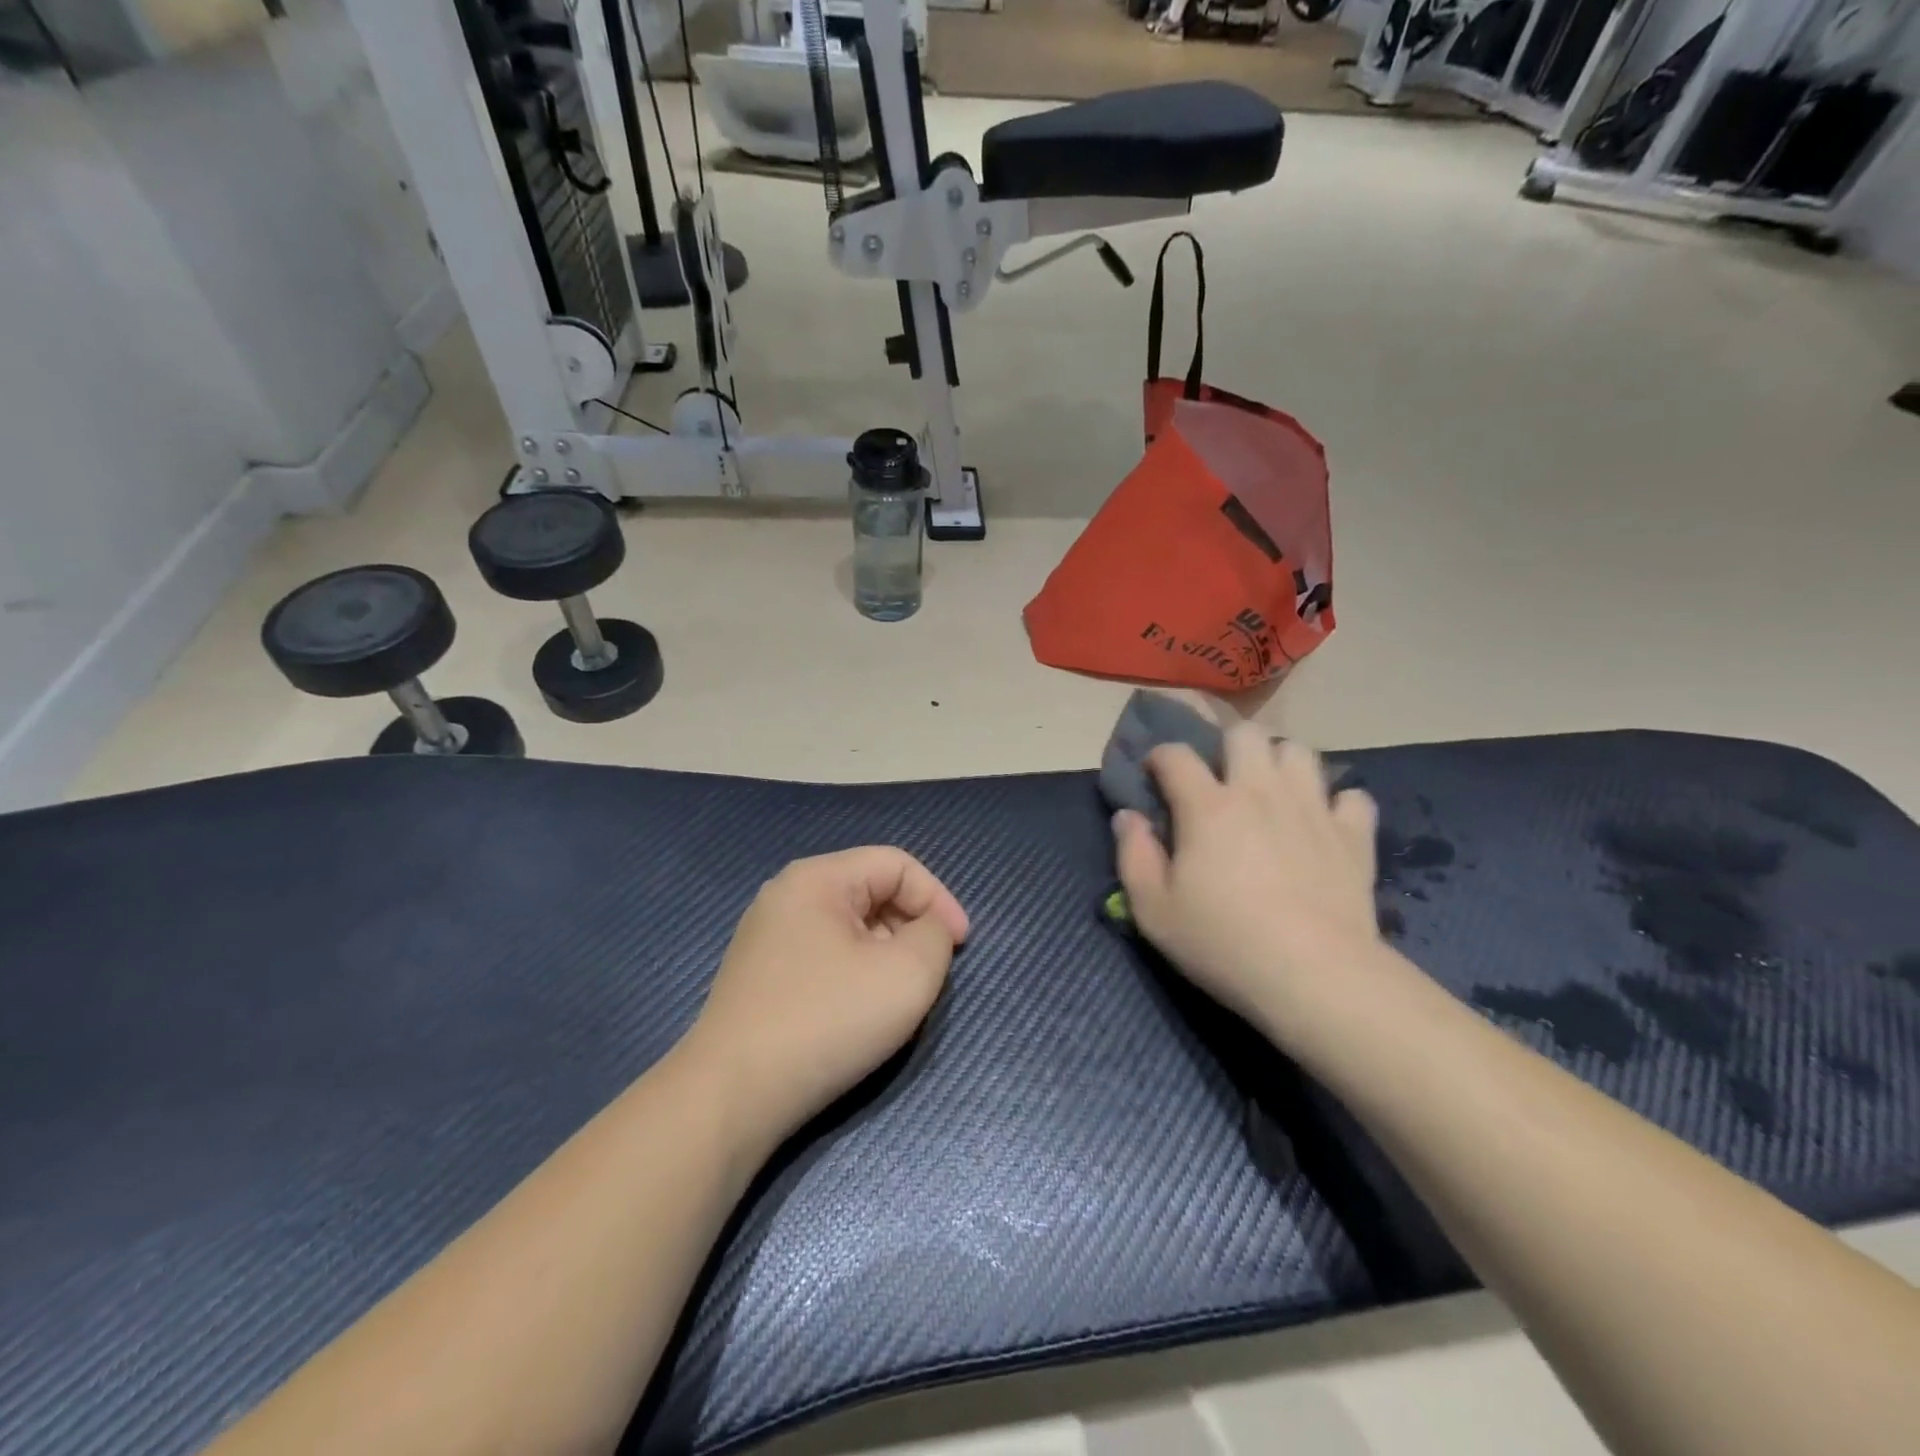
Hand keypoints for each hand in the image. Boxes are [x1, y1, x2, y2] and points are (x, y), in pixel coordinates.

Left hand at [685, 848, 969, 1148]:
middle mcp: (787, 896)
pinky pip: (824, 956)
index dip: (938, 898)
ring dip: (885, 953)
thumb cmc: (827, 1020)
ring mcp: (767, 937)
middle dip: (911, 927)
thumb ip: (935, 935)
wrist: (732, 1096)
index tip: (960, 946)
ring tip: (897, 997)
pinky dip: (855, 973)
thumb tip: (928, 929)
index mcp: (817, 878)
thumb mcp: (907, 973)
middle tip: (930, 974)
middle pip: (871, 892)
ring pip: (848, 928)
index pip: (897, 864)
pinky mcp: (759, 976)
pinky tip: (858, 1014)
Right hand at [1113, 725, 1381, 1040]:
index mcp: (1208, 806)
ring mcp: (1312, 809)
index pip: (1176, 754)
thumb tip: (1127, 817)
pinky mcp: (1353, 835)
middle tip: (1220, 780)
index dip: (1160, 757)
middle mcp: (1260, 792)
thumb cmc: (1223, 943)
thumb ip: (1133, 855)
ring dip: (1280, 763)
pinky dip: (1336, 803)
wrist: (1314, 976)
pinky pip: (1352, 796)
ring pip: (1300, 752)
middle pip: (1245, 734)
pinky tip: (1323, 824)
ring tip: (1271, 792)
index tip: (1155, 776)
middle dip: (1226, 746)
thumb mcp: (1153, 910)